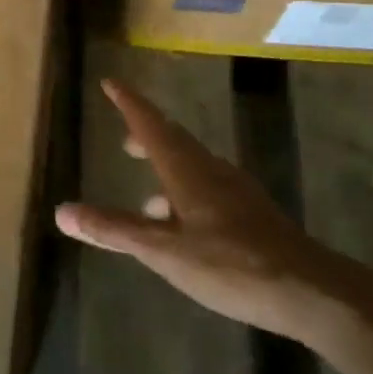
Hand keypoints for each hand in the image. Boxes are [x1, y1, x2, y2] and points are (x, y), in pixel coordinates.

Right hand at [55, 79, 372, 341]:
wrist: (311, 291)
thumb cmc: (231, 265)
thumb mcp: (164, 251)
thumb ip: (115, 230)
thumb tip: (61, 211)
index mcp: (187, 170)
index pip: (150, 125)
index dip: (129, 103)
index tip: (111, 82)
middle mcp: (211, 171)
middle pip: (174, 140)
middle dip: (147, 133)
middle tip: (126, 137)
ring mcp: (237, 192)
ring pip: (194, 166)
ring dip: (169, 166)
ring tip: (150, 192)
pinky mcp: (253, 215)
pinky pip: (210, 188)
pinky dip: (188, 192)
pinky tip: (187, 223)